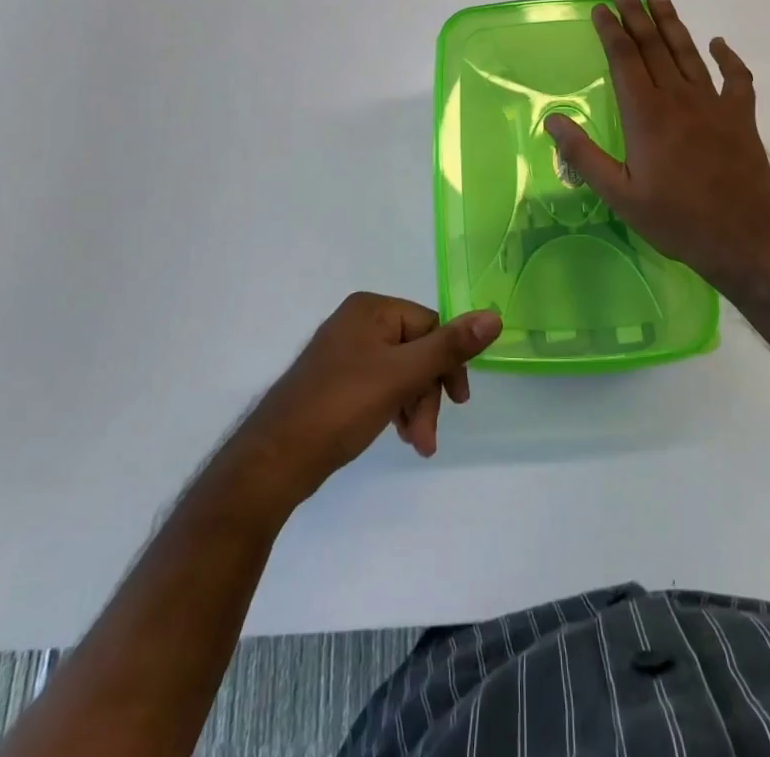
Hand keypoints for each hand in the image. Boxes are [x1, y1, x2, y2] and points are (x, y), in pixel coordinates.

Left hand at [222, 294, 502, 511]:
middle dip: (428, 394)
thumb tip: (495, 316)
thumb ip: (449, 347)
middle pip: (416, 350)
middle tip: (427, 438)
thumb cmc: (341, 407)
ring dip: (414, 407)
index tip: (458, 404)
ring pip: (400, 371)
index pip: (430, 325)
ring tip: (416, 445)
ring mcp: (345, 351)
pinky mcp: (337, 380)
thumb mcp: (402, 375)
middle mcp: (358, 322)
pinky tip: (397, 434)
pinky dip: (395, 408)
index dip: (448, 364)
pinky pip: (381, 384)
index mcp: (372, 309)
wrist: (275, 459)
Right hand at [545, 0, 769, 290]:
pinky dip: (728, 57)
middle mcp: (678, 99)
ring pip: (688, 53)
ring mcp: (713, 105)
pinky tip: (718, 43)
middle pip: (653, 46)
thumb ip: (585, 156)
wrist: (745, 237)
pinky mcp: (741, 117)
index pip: (624, 60)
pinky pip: (736, 78)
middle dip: (635, 14)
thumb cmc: (677, 219)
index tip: (600, 8)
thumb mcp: (620, 196)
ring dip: (672, 23)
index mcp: (646, 115)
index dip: (610, 31)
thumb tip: (553, 120)